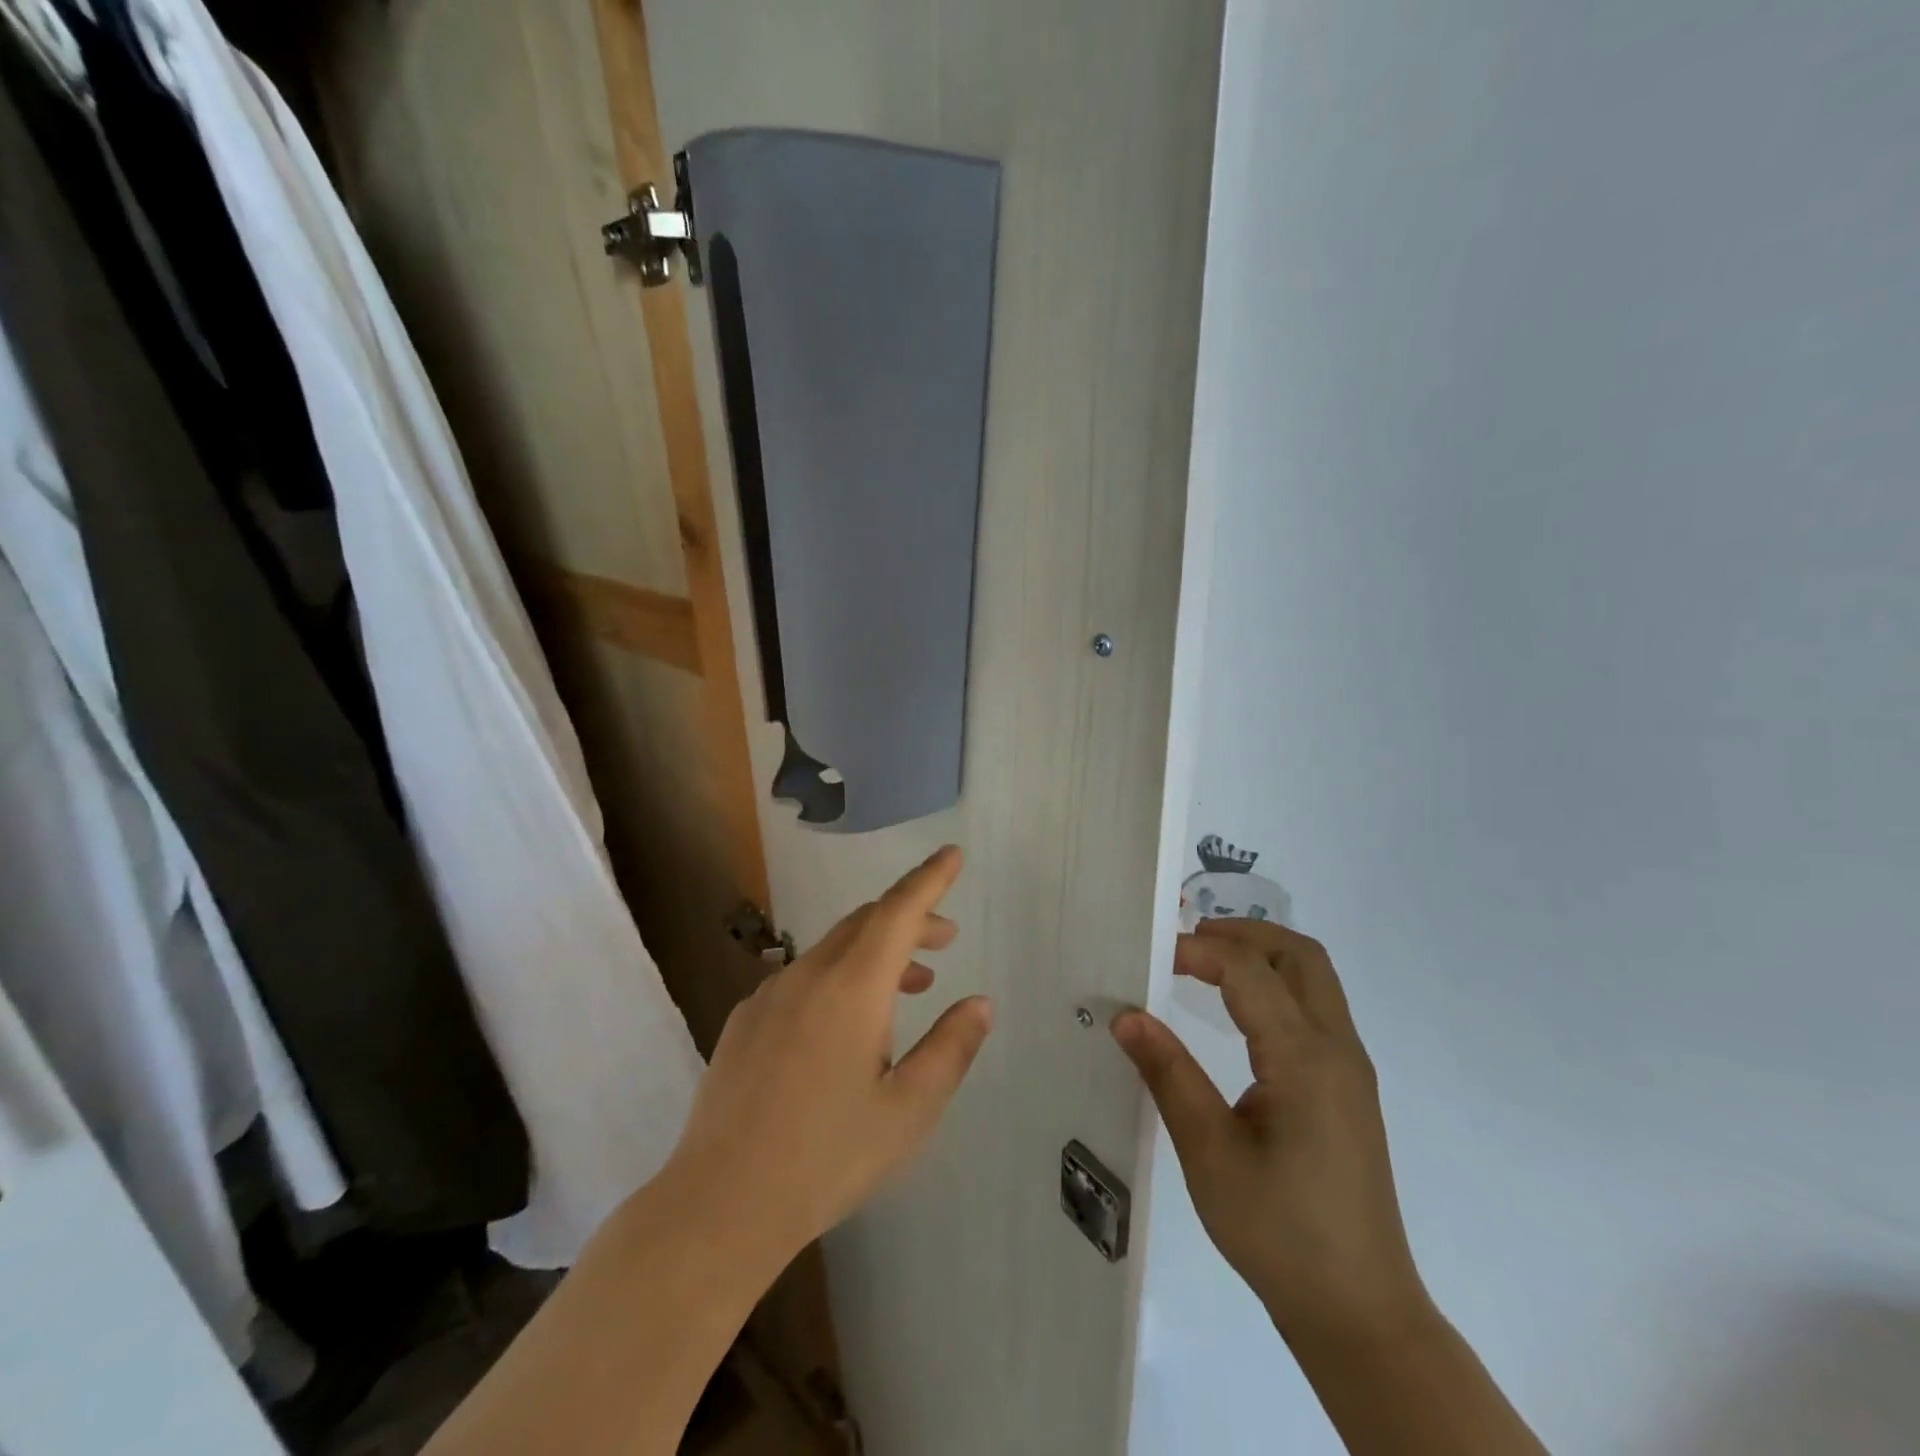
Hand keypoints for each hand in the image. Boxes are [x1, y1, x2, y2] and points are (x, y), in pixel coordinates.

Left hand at [664, 846, 992, 1262]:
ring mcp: (769, 996)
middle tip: (946, 941)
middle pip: (866, 924)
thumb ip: (951, 1048)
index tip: (952, 854)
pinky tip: (846, 1025)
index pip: (898, 911)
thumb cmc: (827, 1158)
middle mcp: (808, 976)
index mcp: (852, 988)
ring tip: (911, 986)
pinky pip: (803, 978)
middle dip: (910, 920)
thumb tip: (979, 1003)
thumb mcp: (909, 1111)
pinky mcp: (745, 1021)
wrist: (720, 1204)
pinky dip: (839, 978)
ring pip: (834, 950)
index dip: (929, 879)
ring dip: (877, 954)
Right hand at [1113, 920, 1428, 1346]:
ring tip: (1205, 964)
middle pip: (1298, 954)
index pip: (1248, 971)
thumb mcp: (1209, 1153)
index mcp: (1304, 1058)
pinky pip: (1316, 1008)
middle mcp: (1337, 1049)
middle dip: (1242, 932)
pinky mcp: (1349, 1088)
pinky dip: (1276, 984)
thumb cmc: (1279, 1232)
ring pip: (1314, 977)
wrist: (1360, 1312)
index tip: (1149, 955)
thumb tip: (1125, 1015)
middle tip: (1185, 942)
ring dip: (1262, 955)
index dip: (1197, 950)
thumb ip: (1168, 1073)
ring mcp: (1350, 1068)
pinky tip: (1238, 1012)